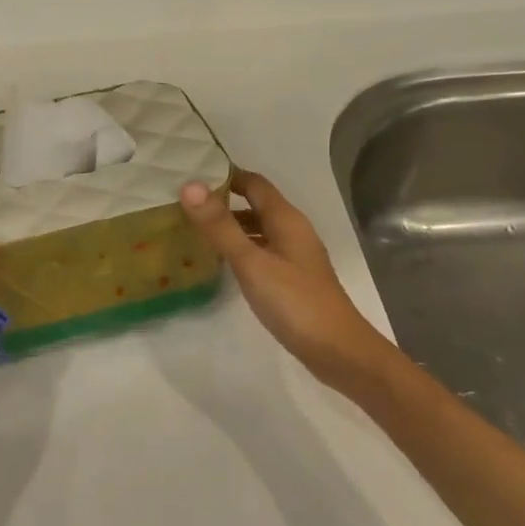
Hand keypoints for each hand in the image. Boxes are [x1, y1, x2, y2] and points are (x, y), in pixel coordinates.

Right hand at [181, 168, 387, 389]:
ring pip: (259, 229)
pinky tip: (223, 261)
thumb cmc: (294, 302)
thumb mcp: (251, 263)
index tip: (192, 174)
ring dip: (232, 225)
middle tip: (186, 202)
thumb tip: (189, 185)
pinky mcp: (293, 279)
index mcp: (286, 220)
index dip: (226, 175)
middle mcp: (293, 231)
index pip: (255, 184)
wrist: (338, 351)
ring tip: (196, 228)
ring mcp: (295, 256)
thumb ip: (220, 226)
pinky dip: (242, 247)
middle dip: (225, 199)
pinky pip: (263, 250)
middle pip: (257, 204)